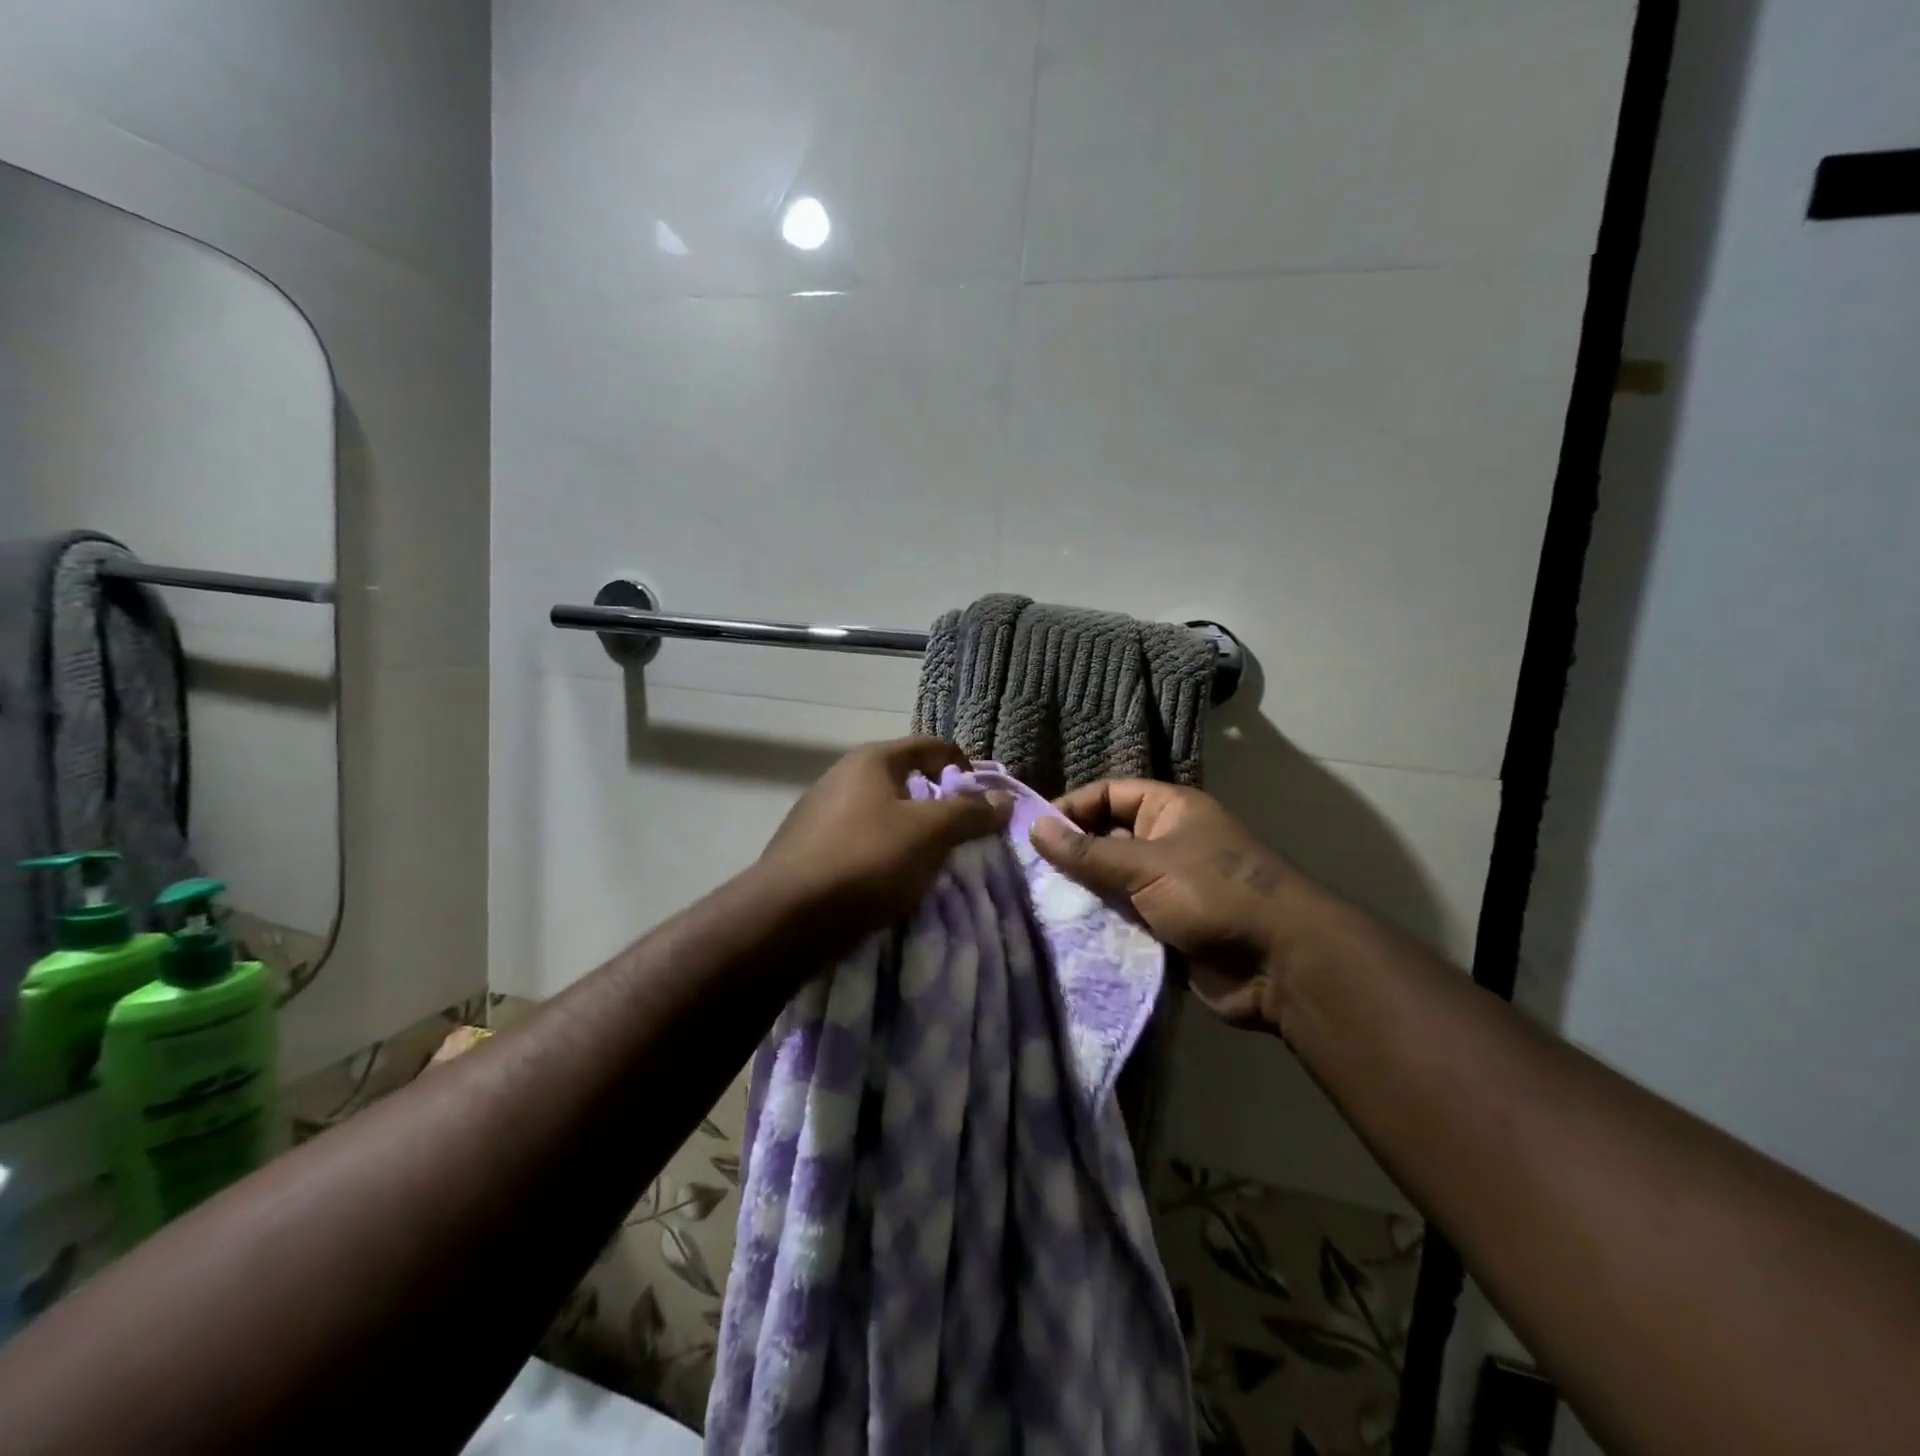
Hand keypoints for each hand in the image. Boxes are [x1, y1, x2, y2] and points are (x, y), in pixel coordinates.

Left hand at [760, 738, 1012, 938]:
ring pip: (883, 815)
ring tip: (933, 864)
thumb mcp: (929, 833)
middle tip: (964, 837)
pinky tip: (892, 883)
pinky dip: (884, 855)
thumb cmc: (867, 860)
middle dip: (940, 806)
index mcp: (871, 760)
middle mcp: (842, 776)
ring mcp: (820, 813)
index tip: (987, 802)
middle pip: (906, 780)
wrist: (787, 918)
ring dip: (912, 834)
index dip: (965, 767)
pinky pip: (861, 842)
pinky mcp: (809, 849)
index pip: (931, 746)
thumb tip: (1005, 799)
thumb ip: (969, 813)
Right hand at [1029, 780, 1325, 1033]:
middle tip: (1026, 872)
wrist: (1280, 964)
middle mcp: (1167, 841)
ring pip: (1112, 882)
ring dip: (1082, 893)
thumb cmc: (1214, 893)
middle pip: (1107, 839)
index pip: (1109, 795)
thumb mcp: (1146, 865)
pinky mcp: (1167, 926)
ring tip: (1036, 903)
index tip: (1032, 831)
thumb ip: (1088, 852)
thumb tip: (1034, 828)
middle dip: (1071, 855)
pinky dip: (1100, 923)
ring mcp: (1168, 886)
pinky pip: (1124, 917)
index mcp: (1170, 810)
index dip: (1072, 807)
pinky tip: (1064, 932)